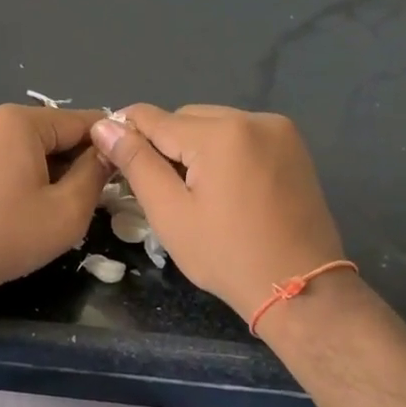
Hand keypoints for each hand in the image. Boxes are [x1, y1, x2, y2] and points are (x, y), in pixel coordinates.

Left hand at [0, 104, 109, 304]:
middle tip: (94, 197)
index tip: (126, 171)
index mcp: (19, 120)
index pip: (81, 121)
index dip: (108, 145)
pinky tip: (28, 206)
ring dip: (50, 169)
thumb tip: (108, 152)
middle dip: (76, 159)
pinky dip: (23, 174)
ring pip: (28, 146)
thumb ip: (95, 174)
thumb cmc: (5, 236)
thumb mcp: (67, 211)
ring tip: (61, 205)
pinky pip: (3, 156)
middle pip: (52, 131)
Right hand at [90, 105, 348, 324]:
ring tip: (192, 190)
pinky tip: (222, 186)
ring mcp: (278, 130)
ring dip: (193, 146)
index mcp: (220, 134)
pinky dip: (222, 150)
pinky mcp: (292, 146)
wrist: (301, 288)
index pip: (153, 118)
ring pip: (213, 123)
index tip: (108, 154)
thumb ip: (136, 163)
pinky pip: (240, 133)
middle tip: (157, 187)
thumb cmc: (227, 256)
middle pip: (185, 117)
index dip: (124, 133)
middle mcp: (252, 118)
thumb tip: (104, 126)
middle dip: (164, 144)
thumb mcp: (170, 213)